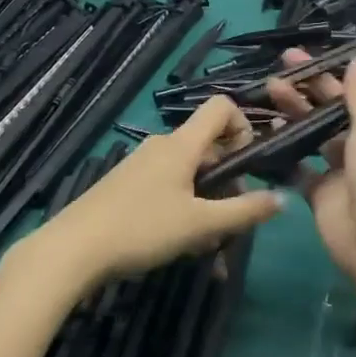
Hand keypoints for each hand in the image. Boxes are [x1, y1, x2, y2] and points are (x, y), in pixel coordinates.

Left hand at [23, 96, 282, 296]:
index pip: (221, 107)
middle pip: (208, 146)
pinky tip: (181, 244)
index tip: (248, 164)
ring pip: (189, 173)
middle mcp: (163, 145)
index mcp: (182, 144)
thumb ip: (243, 211)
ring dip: (207, 202)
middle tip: (232, 221)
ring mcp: (142, 164)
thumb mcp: (200, 225)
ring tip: (208, 244)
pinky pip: (168, 186)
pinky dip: (184, 208)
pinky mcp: (127, 184)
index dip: (243, 125)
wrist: (73, 248)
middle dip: (228, 179)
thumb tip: (282, 198)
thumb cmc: (141, 228)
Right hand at [266, 47, 355, 288]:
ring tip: (272, 86)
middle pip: (342, 102)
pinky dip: (284, 146)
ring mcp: (343, 164)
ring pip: (316, 128)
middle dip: (318, 79)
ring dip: (296, 106)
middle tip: (290, 58)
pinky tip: (267, 127)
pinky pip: (299, 162)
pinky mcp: (320, 187)